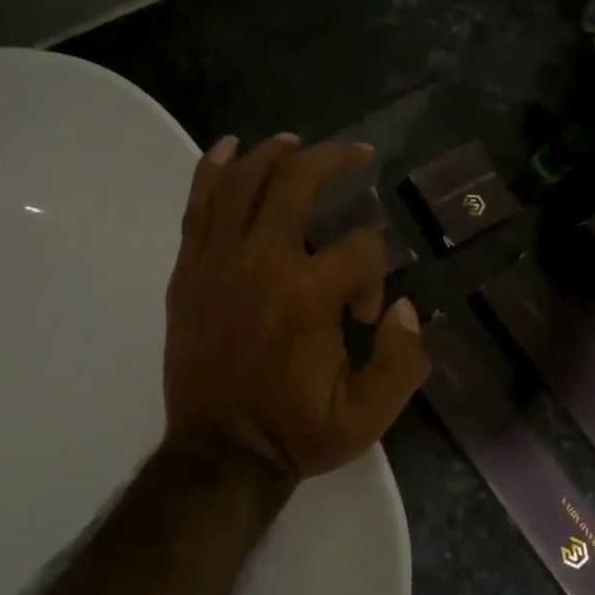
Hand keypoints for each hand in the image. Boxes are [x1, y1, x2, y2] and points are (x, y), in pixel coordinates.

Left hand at [163, 133, 429, 486]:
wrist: (220, 453)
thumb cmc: (294, 433)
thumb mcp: (367, 416)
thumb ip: (403, 361)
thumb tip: (405, 308)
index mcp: (308, 298)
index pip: (360, 249)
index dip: (377, 272)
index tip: (367, 314)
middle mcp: (261, 264)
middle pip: (296, 182)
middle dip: (334, 160)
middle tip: (358, 154)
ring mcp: (217, 262)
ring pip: (242, 182)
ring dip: (273, 153)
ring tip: (296, 142)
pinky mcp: (189, 271)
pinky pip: (198, 206)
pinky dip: (213, 170)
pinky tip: (230, 148)